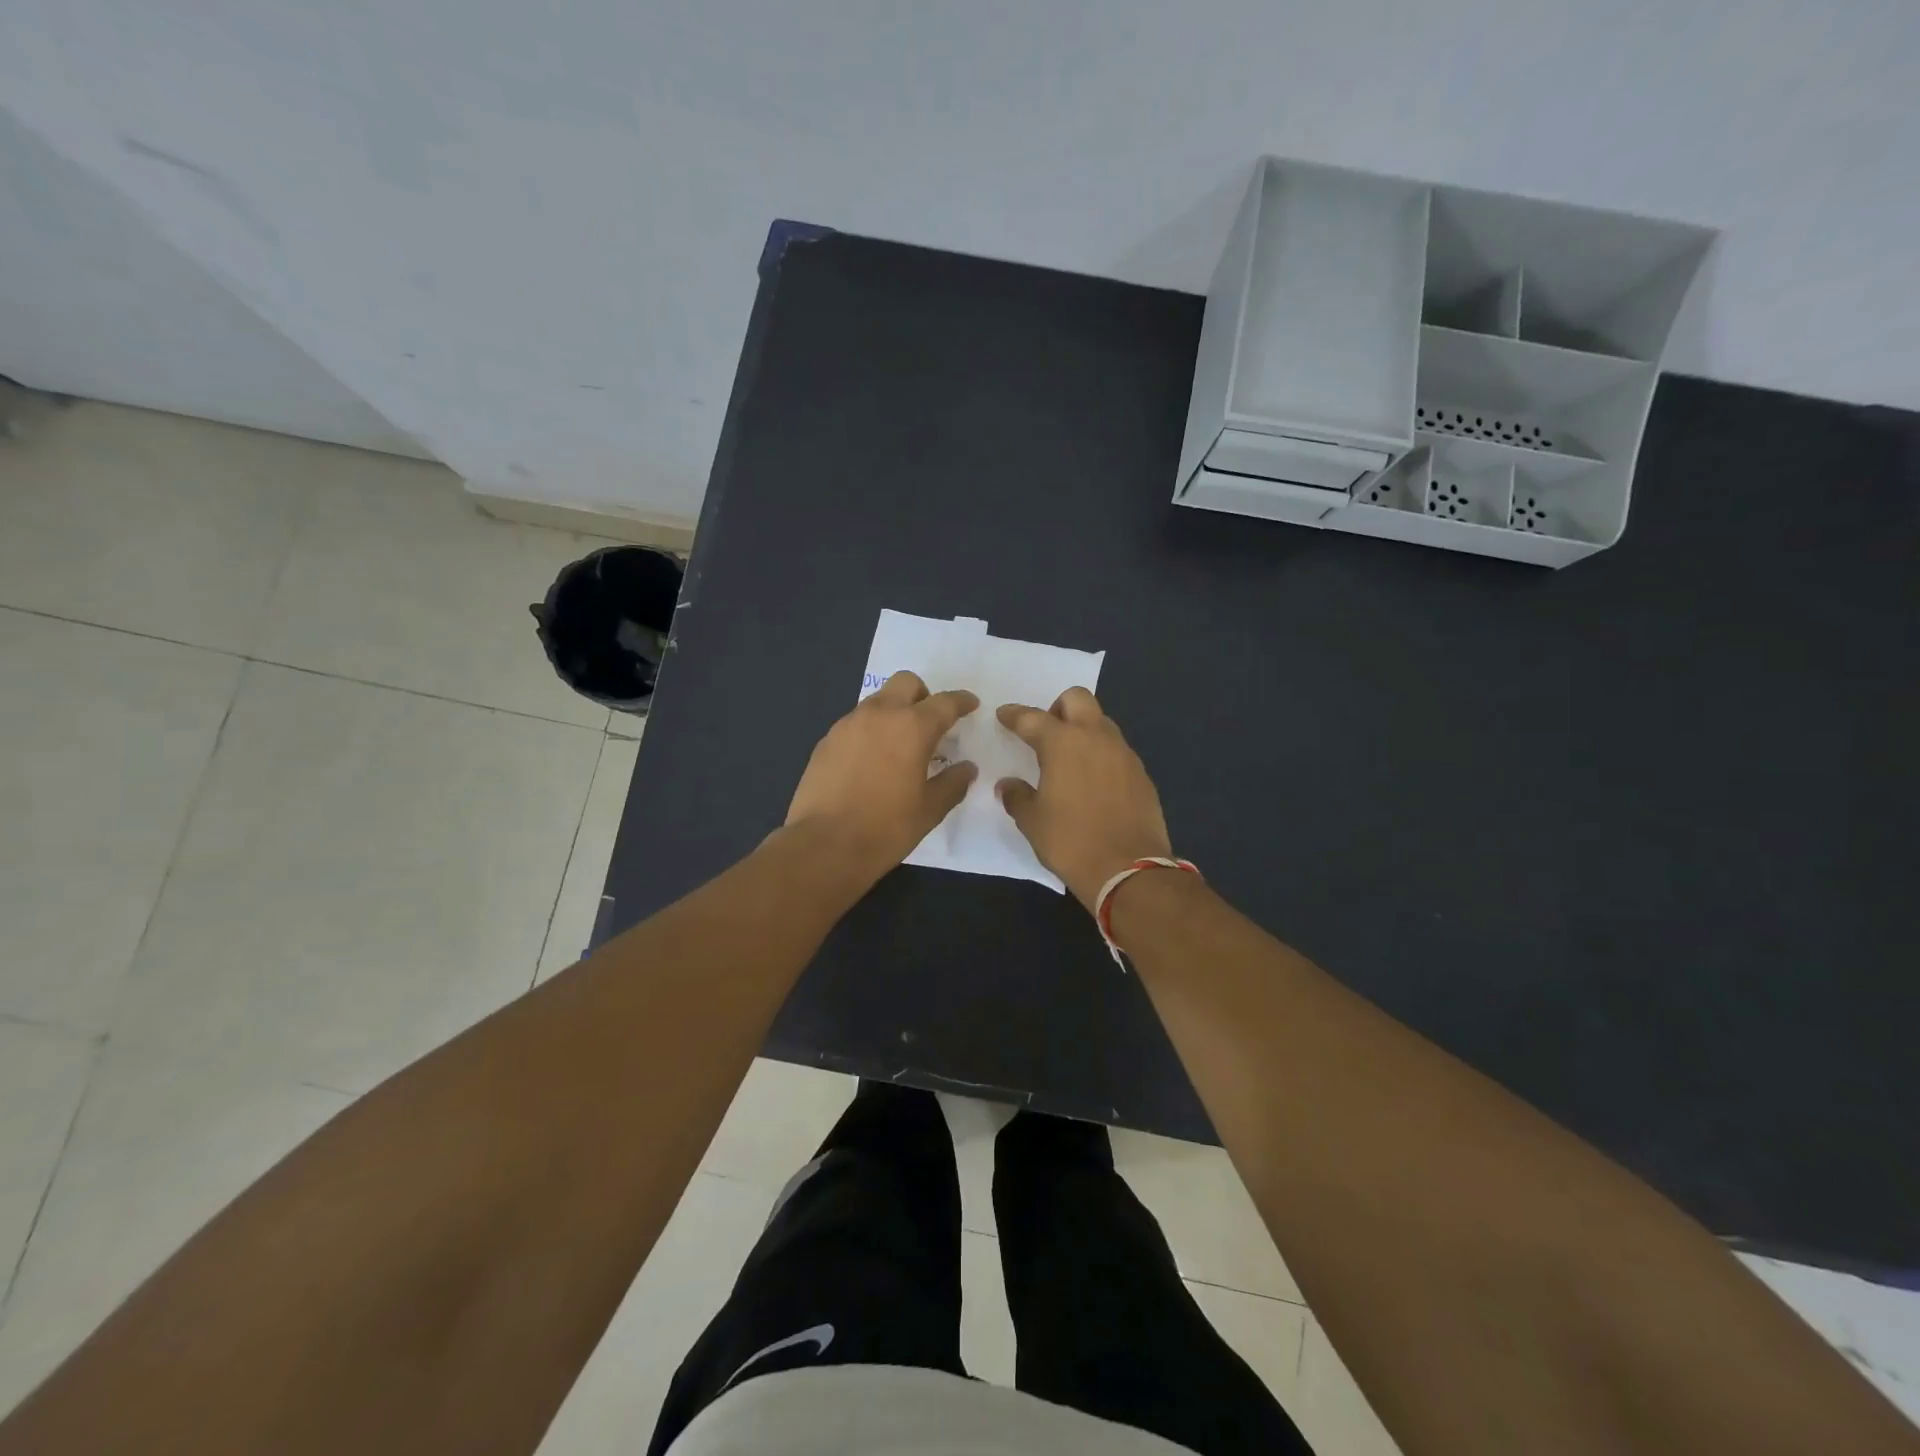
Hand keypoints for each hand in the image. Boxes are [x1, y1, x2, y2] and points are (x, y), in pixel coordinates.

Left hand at [786, 671, 977, 882]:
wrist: (824, 845)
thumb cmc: (886, 827)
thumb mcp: (930, 809)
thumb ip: (953, 783)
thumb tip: (967, 768)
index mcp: (912, 727)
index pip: (945, 702)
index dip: (961, 701)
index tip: (970, 705)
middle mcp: (879, 714)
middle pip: (906, 683)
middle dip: (923, 695)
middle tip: (930, 723)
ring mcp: (848, 725)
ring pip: (878, 700)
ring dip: (894, 712)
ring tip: (899, 746)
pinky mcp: (826, 741)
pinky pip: (855, 723)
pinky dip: (870, 731)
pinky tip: (871, 762)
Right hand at [995, 688, 1171, 910]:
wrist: (1128, 869)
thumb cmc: (1071, 841)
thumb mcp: (1032, 822)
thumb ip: (1017, 796)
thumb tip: (1008, 785)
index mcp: (1063, 743)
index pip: (1032, 718)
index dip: (1014, 715)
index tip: (1003, 715)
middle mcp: (1095, 738)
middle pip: (1077, 699)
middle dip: (1057, 708)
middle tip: (1046, 734)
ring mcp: (1123, 754)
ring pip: (1101, 723)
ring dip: (1083, 731)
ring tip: (1070, 760)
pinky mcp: (1141, 774)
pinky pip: (1116, 751)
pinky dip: (1101, 756)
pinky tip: (1093, 783)